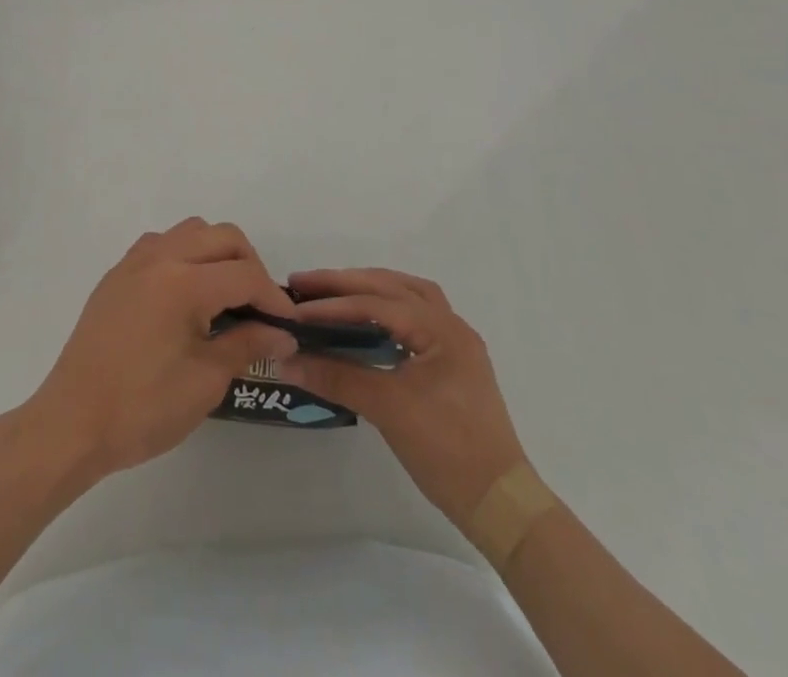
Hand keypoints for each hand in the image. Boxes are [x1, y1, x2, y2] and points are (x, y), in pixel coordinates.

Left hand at [23, 218, 298, 480]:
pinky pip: (161, 244)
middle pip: (222, 237)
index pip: (245, 274)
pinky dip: (184, 256)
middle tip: (258, 308)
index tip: (288, 325)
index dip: (273, 298)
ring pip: (191, 231)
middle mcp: (160, 258)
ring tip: (224, 296)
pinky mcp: (117, 274)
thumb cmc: (142, 408)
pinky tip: (186, 295)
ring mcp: (134, 262)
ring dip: (216, 253)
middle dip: (249, 265)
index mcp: (184, 282)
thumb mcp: (205, 382)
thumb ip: (247, 346)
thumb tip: (283, 334)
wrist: (72, 423)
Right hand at [279, 267, 526, 524]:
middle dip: (346, 284)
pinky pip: (415, 317)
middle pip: (392, 287)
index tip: (294, 308)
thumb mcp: (388, 410)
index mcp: (441, 329)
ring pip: (407, 296)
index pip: (376, 304)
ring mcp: (455, 344)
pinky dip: (386, 309)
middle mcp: (451, 325)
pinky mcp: (452, 364)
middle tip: (305, 284)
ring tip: (334, 292)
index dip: (332, 305)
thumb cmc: (447, 450)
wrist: (500, 503)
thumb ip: (337, 378)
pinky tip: (367, 321)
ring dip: (369, 289)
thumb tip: (287, 360)